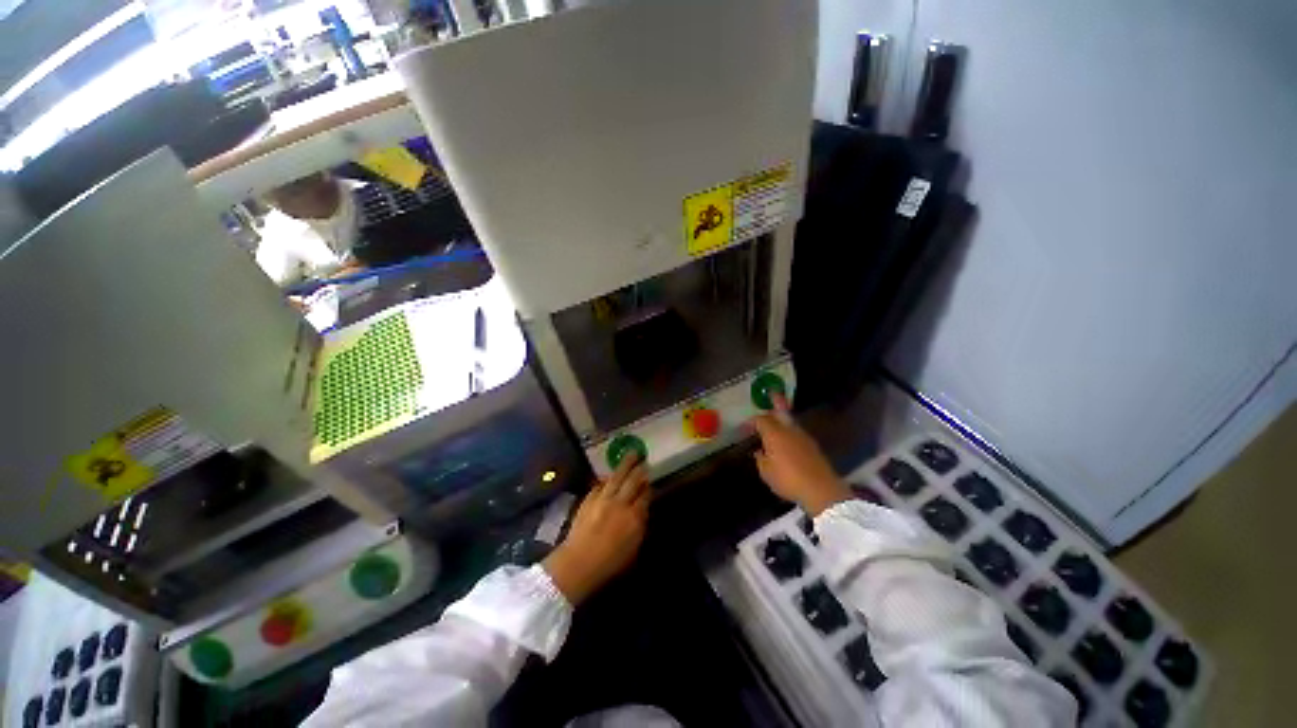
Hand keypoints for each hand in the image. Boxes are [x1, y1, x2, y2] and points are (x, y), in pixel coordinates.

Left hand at [543, 456, 650, 604]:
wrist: (579, 563)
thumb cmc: (609, 563)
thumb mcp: (633, 548)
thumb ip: (639, 526)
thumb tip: (642, 510)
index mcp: (634, 517)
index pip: (645, 496)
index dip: (649, 487)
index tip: (651, 481)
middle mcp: (621, 503)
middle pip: (633, 481)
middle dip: (640, 469)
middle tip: (644, 459)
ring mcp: (604, 499)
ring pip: (617, 476)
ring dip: (626, 464)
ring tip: (632, 454)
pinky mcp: (589, 499)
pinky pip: (600, 484)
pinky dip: (607, 479)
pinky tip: (610, 475)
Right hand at [750, 394, 852, 515]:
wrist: (821, 489)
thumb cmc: (788, 479)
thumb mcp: (766, 472)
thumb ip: (761, 459)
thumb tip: (759, 452)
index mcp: (774, 434)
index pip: (761, 420)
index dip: (752, 421)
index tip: (745, 427)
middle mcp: (789, 430)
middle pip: (780, 413)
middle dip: (775, 404)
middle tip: (771, 396)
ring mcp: (803, 437)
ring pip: (790, 423)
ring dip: (782, 420)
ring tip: (776, 423)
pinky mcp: (813, 447)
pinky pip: (797, 434)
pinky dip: (790, 433)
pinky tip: (787, 441)